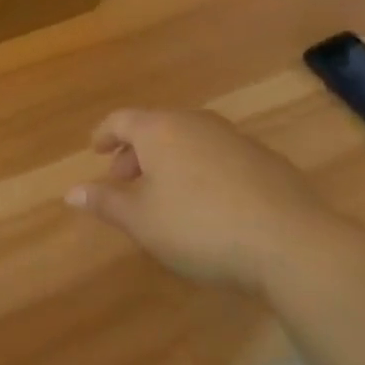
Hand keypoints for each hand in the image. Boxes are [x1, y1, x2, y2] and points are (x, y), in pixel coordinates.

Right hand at [65, 108, 354, 293]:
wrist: (292, 243)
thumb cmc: (200, 227)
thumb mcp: (142, 220)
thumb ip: (105, 202)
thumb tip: (71, 192)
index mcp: (160, 129)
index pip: (121, 120)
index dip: (104, 134)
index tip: (95, 150)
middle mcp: (195, 123)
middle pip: (156, 128)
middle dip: (136, 152)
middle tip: (124, 180)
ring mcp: (234, 138)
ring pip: (189, 141)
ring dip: (169, 162)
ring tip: (164, 194)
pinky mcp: (266, 160)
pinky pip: (218, 156)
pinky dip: (202, 170)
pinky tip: (208, 204)